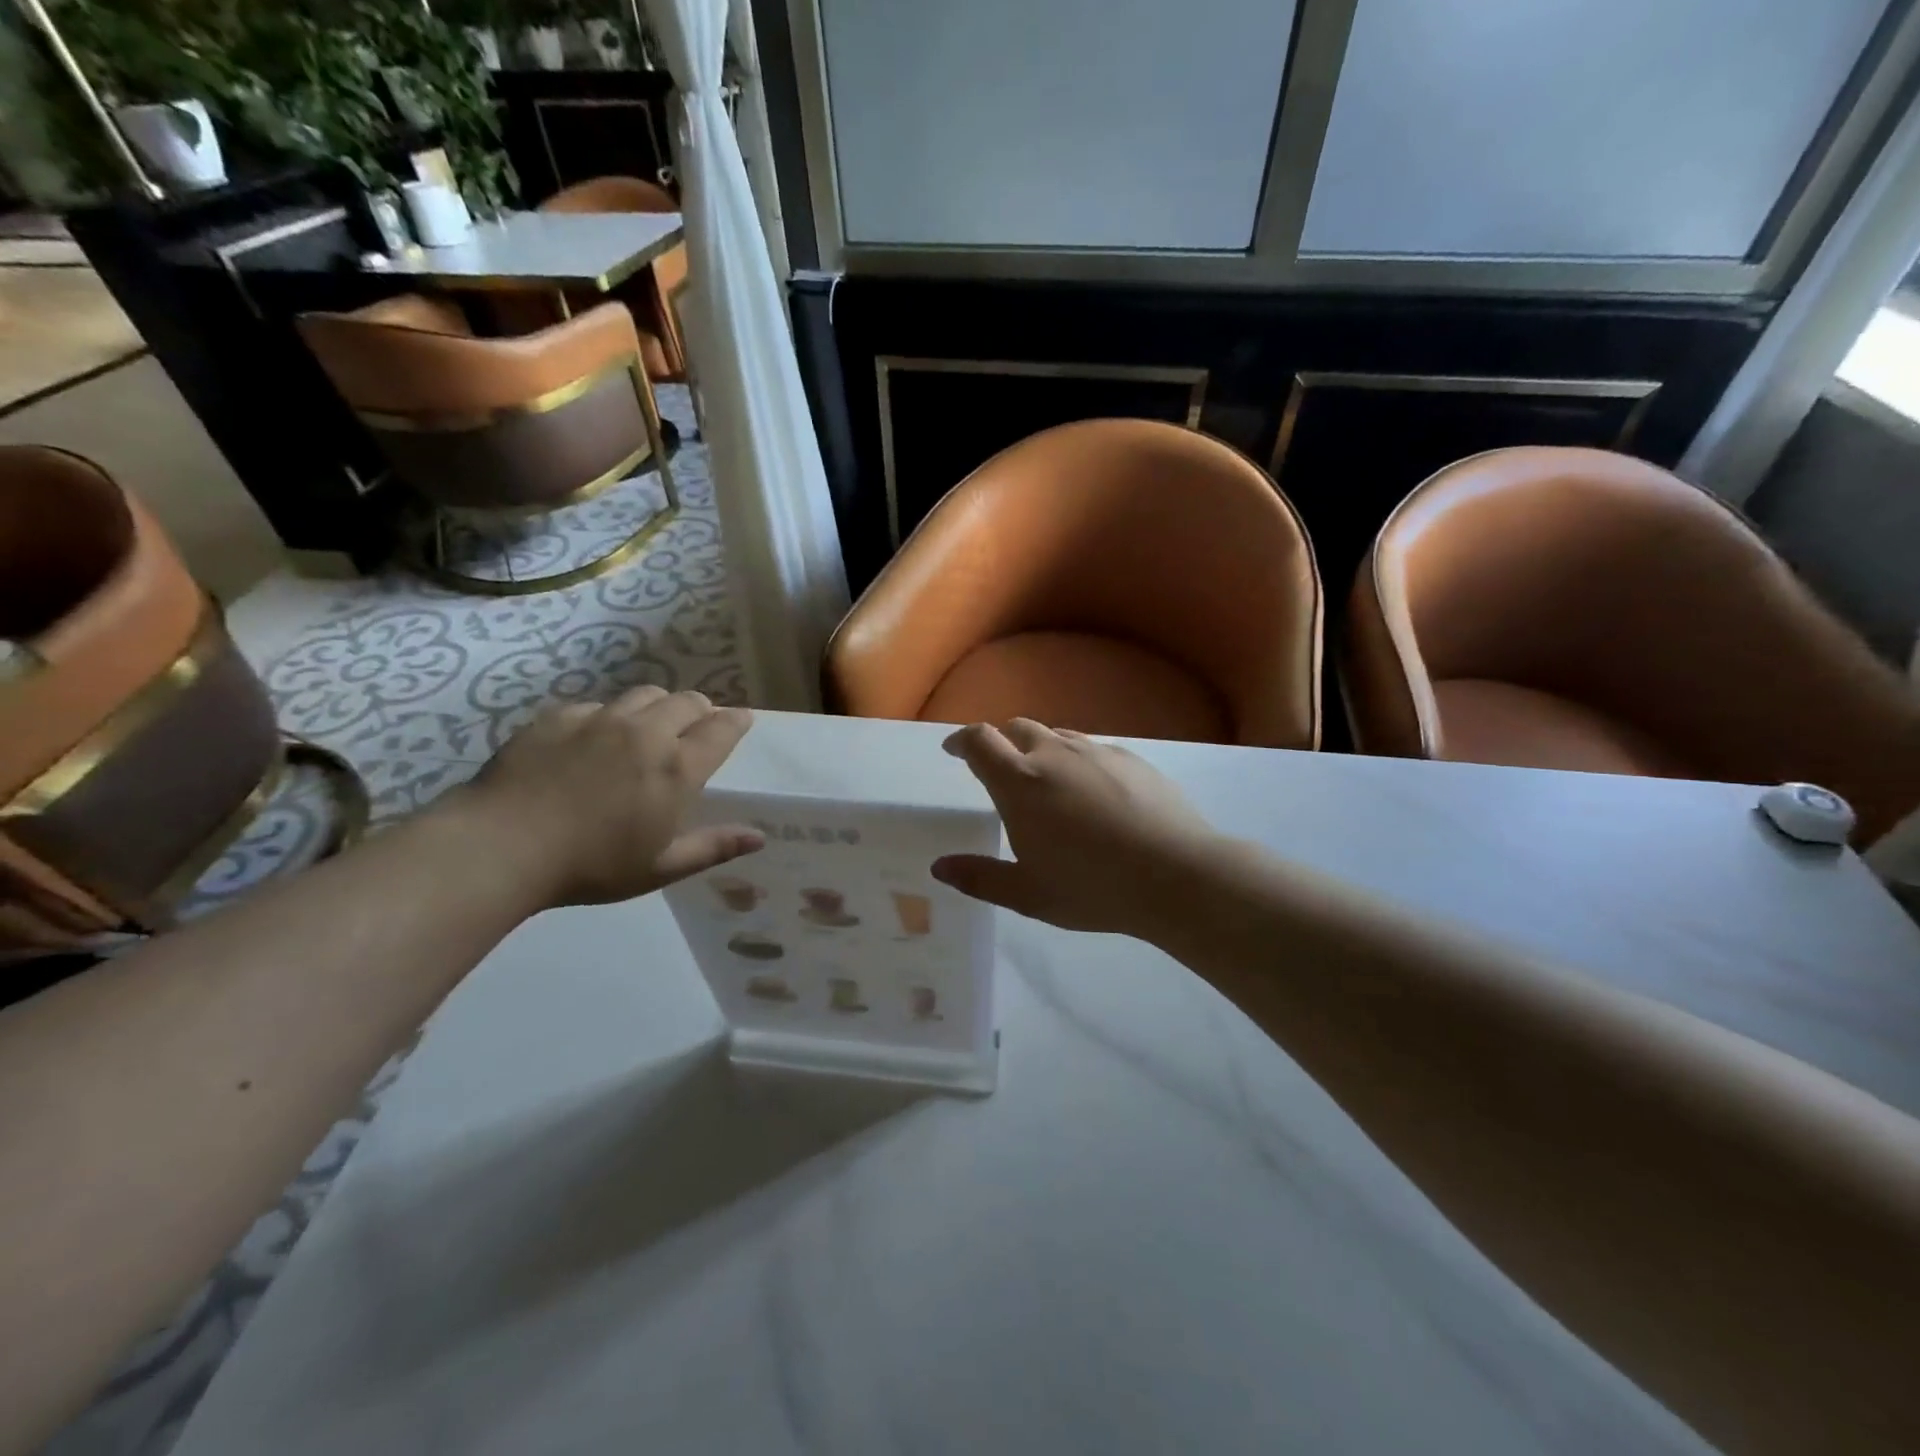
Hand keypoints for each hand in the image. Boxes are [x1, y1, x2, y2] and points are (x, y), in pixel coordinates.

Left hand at [455, 686, 761, 906]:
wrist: (501, 846)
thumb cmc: (591, 866)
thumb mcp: (660, 867)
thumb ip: (714, 847)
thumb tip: (759, 837)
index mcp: (676, 768)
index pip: (721, 729)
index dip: (737, 722)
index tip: (742, 720)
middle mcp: (645, 732)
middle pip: (687, 701)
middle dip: (701, 710)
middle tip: (697, 727)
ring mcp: (599, 719)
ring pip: (645, 694)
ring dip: (659, 706)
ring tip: (650, 728)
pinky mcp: (559, 717)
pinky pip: (598, 705)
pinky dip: (610, 717)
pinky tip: (595, 742)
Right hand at [932, 719, 1222, 938]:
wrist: (1177, 875)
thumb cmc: (1093, 887)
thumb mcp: (1028, 893)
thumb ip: (979, 878)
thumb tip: (939, 867)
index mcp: (1020, 783)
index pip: (980, 741)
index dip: (962, 741)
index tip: (954, 750)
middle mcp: (1054, 755)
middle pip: (1017, 728)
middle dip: (1001, 742)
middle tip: (999, 770)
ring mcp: (1096, 752)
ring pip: (1057, 736)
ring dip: (1041, 750)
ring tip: (1046, 783)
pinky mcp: (1132, 759)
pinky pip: (1092, 749)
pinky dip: (1077, 761)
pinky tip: (1093, 794)